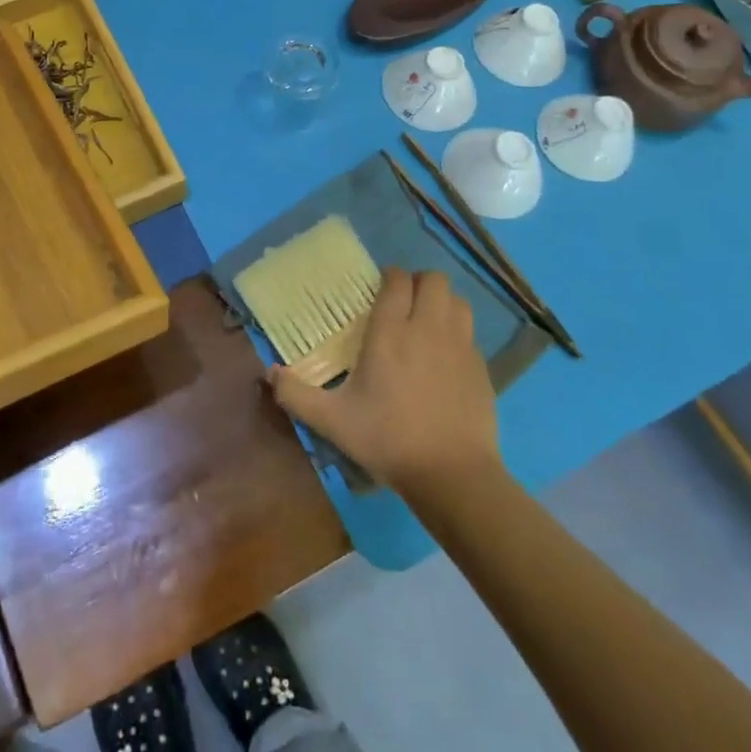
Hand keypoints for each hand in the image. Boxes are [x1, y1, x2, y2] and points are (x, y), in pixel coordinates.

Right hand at [267, 268, 499, 492]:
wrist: (453, 475)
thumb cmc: (388, 440)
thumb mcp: (333, 421)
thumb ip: (296, 395)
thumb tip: (269, 373)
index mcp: (391, 332)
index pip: (397, 280)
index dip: (389, 277)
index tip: (378, 289)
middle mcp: (428, 328)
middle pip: (433, 279)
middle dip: (418, 283)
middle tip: (403, 302)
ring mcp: (460, 346)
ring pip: (457, 300)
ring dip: (441, 302)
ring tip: (426, 321)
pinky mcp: (481, 367)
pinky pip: (470, 332)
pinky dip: (458, 332)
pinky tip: (445, 356)